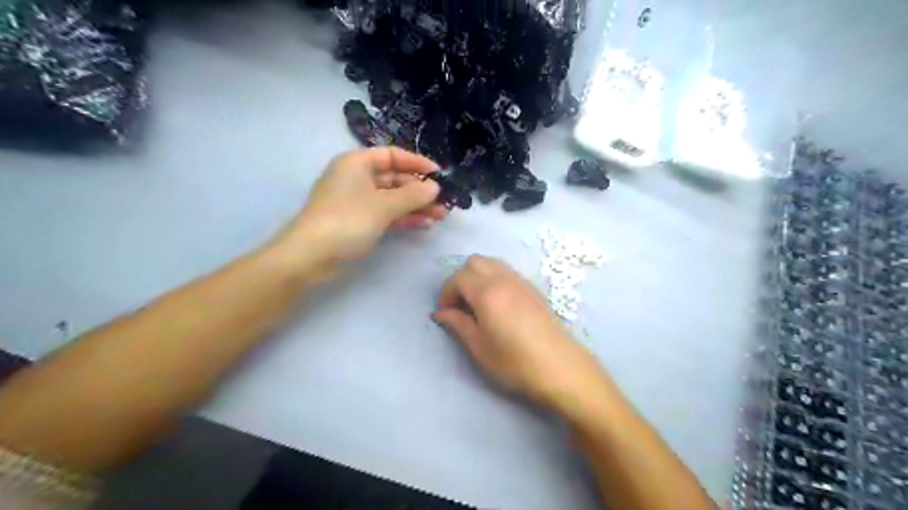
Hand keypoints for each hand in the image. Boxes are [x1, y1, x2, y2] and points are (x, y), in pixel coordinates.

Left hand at [275, 148, 447, 276]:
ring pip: (393, 199)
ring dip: (416, 206)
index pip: (391, 155)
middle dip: (420, 190)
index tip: (439, 174)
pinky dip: (404, 218)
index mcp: (357, 164)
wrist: (311, 257)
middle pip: (394, 179)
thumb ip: (412, 195)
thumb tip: (435, 187)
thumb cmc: (347, 220)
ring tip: (441, 215)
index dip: (416, 163)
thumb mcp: (383, 206)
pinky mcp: (359, 223)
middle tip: (444, 201)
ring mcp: (358, 202)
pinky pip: (386, 215)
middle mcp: (357, 179)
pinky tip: (424, 224)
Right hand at [431, 258, 600, 416]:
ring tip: (476, 303)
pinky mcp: (533, 288)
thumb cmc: (514, 362)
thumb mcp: (479, 347)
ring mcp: (521, 281)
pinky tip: (497, 304)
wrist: (559, 367)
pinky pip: (506, 271)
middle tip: (460, 304)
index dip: (446, 292)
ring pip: (492, 263)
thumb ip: (457, 324)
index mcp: (487, 292)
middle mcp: (503, 279)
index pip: (458, 277)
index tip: (445, 312)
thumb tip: (440, 313)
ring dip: (478, 276)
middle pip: (474, 262)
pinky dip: (493, 278)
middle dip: (461, 278)